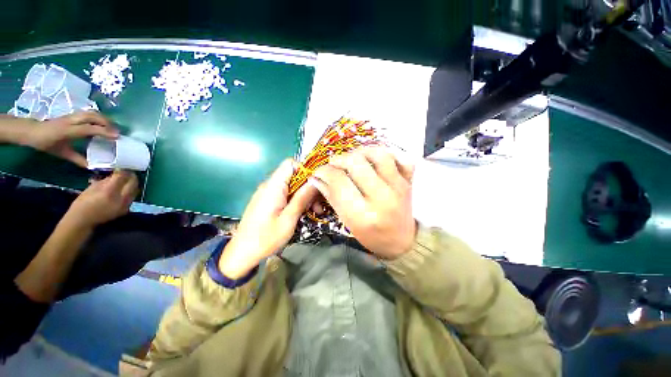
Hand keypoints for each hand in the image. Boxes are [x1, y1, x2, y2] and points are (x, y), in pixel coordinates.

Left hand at [23, 111, 117, 167]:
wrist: (31, 131)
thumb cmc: (46, 143)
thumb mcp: (62, 153)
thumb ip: (77, 159)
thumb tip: (92, 166)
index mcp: (68, 130)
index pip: (90, 128)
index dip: (104, 132)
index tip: (117, 137)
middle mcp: (72, 120)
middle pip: (93, 116)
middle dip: (107, 123)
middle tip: (116, 132)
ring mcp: (72, 116)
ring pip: (92, 113)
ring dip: (104, 119)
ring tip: (111, 127)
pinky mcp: (72, 114)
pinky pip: (88, 113)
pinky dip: (98, 117)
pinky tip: (101, 123)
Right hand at [66, 170, 138, 227]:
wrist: (82, 221)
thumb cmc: (83, 203)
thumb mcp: (92, 187)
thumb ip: (106, 180)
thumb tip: (116, 173)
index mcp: (109, 192)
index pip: (122, 177)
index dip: (123, 170)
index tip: (121, 166)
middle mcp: (121, 199)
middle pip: (133, 183)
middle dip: (131, 176)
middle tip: (126, 172)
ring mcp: (125, 205)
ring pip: (135, 190)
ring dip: (131, 184)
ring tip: (125, 180)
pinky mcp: (126, 210)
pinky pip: (131, 197)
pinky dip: (129, 191)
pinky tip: (123, 189)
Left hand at [219, 159, 317, 278]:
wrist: (241, 253)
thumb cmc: (265, 238)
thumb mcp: (289, 219)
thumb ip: (302, 198)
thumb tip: (315, 181)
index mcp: (273, 187)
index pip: (290, 164)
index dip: (305, 169)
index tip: (317, 184)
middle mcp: (270, 186)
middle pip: (294, 176)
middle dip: (308, 187)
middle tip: (319, 205)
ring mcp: (268, 194)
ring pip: (292, 186)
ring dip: (304, 196)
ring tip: (314, 211)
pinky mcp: (268, 201)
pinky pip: (286, 194)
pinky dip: (296, 200)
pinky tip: (302, 213)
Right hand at [312, 147, 415, 258]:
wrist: (402, 241)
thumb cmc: (372, 236)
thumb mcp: (348, 223)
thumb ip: (332, 198)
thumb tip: (317, 178)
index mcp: (364, 215)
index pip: (339, 182)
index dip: (324, 172)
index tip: (318, 172)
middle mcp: (382, 198)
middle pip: (355, 163)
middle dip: (338, 160)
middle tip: (333, 165)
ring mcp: (399, 186)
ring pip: (378, 154)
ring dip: (360, 152)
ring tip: (352, 158)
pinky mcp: (409, 181)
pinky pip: (401, 157)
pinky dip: (387, 153)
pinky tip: (375, 159)